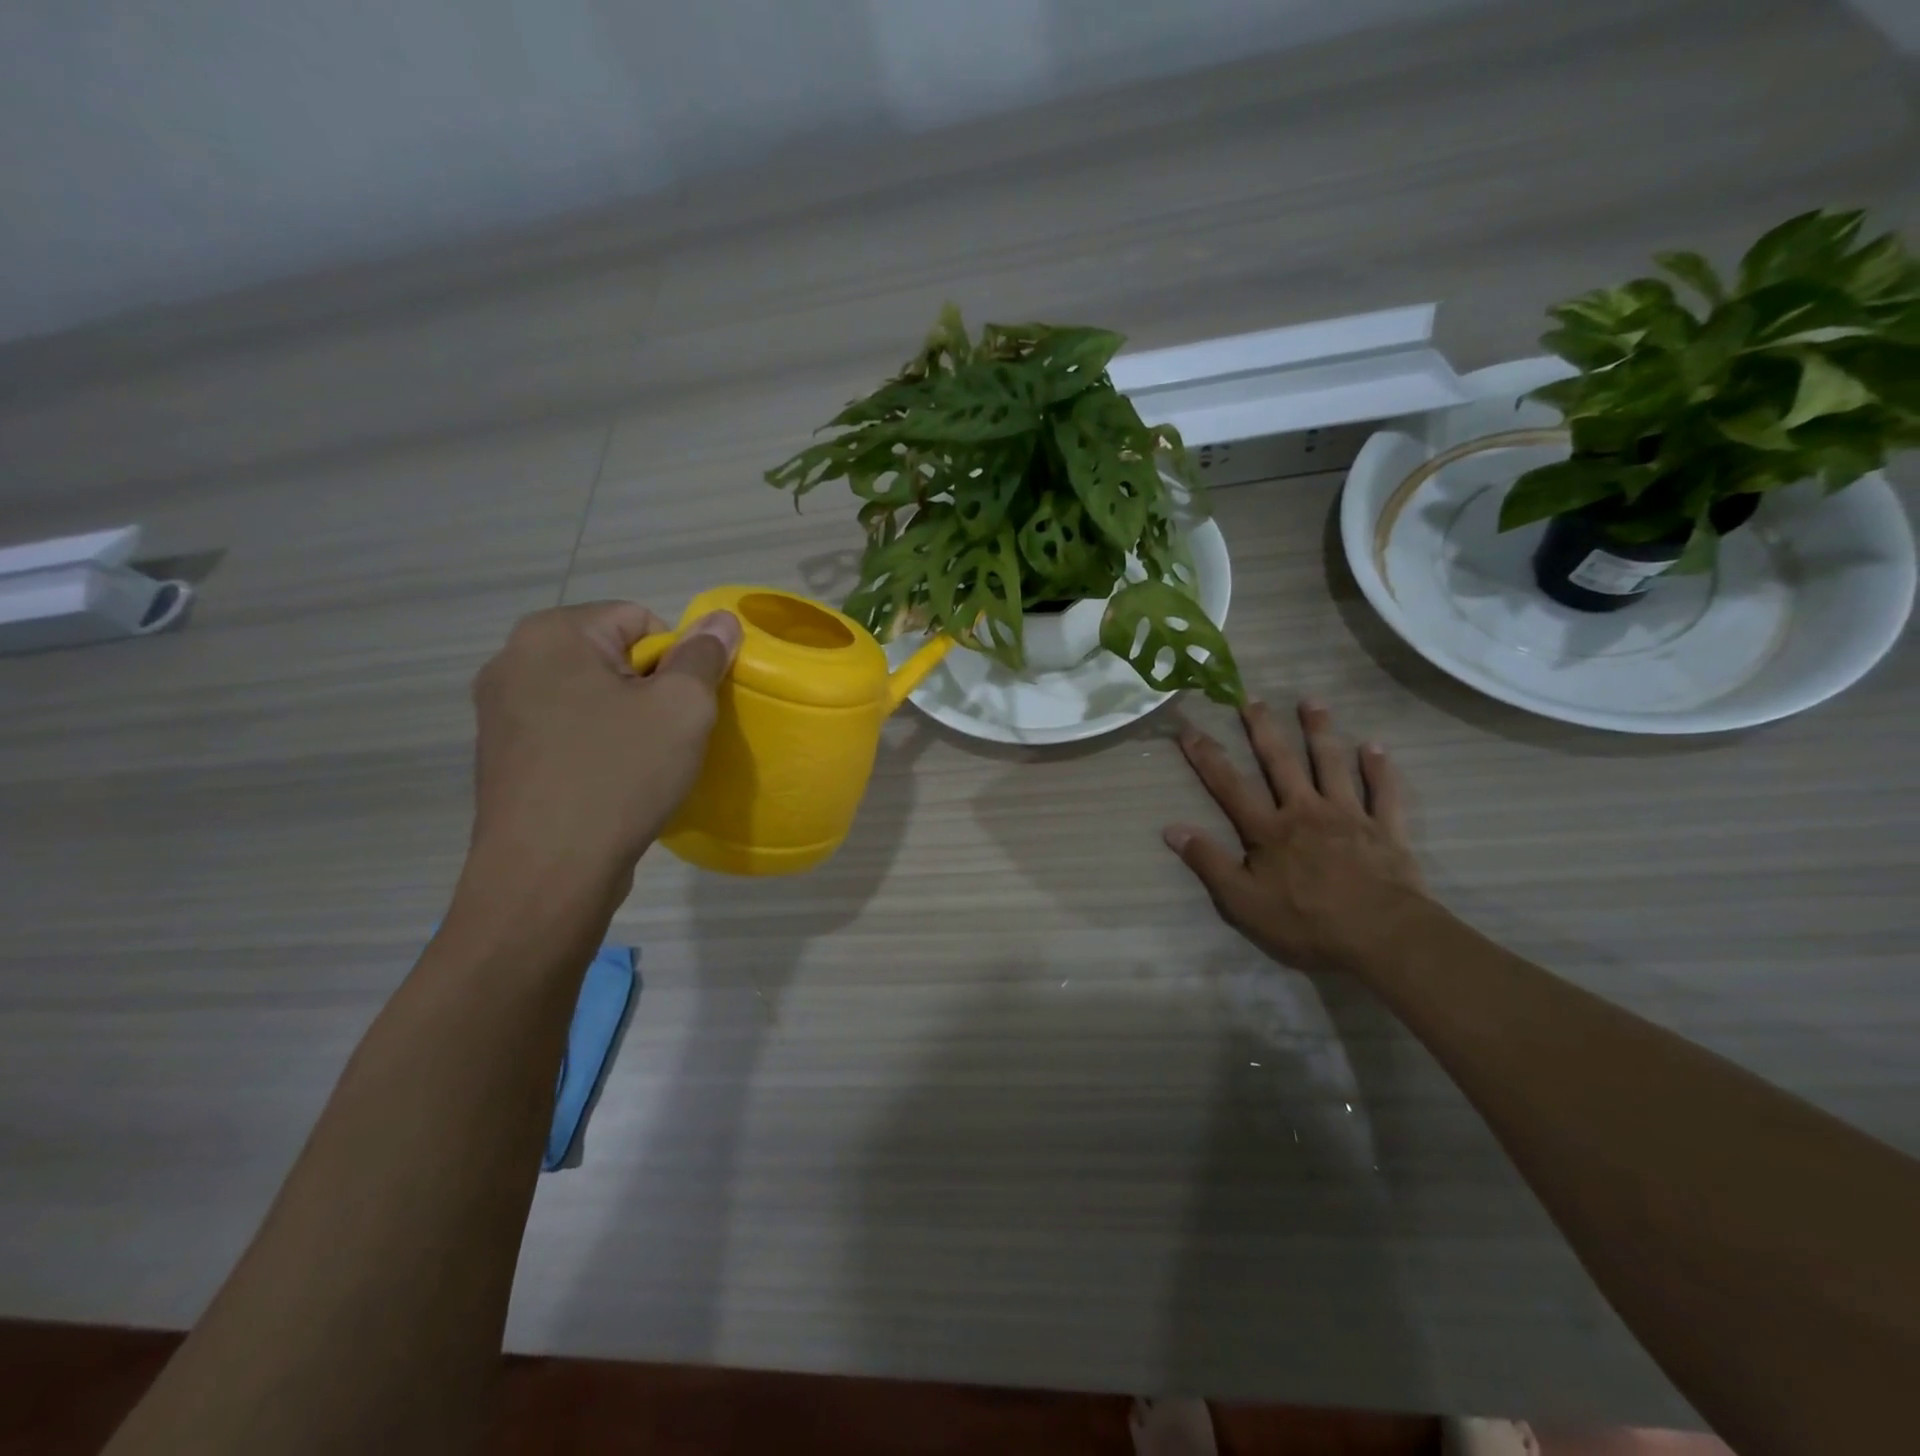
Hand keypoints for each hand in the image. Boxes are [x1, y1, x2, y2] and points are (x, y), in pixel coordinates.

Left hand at [467, 602, 741, 881]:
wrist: (547, 873)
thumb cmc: (618, 775)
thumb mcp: (682, 708)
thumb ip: (704, 655)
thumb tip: (720, 619)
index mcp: (552, 634)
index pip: (641, 619)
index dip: (677, 660)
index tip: (683, 708)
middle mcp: (513, 660)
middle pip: (613, 656)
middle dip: (650, 690)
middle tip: (669, 737)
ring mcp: (499, 711)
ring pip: (591, 696)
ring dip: (625, 720)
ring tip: (642, 765)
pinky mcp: (502, 755)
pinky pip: (567, 731)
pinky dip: (597, 747)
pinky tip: (611, 784)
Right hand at [1165, 700, 1429, 976]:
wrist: (1381, 935)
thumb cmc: (1306, 921)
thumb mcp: (1243, 901)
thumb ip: (1209, 862)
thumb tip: (1171, 829)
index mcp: (1269, 830)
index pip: (1230, 786)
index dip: (1207, 757)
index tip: (1189, 728)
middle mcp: (1305, 811)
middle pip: (1281, 762)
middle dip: (1263, 729)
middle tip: (1251, 699)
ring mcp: (1348, 816)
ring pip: (1332, 765)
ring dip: (1320, 732)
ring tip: (1311, 703)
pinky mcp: (1385, 830)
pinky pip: (1383, 792)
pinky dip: (1379, 769)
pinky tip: (1375, 746)